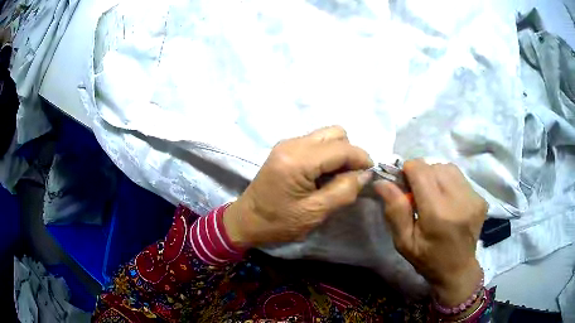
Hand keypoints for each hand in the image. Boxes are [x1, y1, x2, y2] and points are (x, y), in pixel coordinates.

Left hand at [224, 126, 372, 247]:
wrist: (247, 220)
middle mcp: (292, 143)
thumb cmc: (279, 222)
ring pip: (327, 135)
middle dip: (350, 152)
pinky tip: (322, 174)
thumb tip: (365, 174)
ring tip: (336, 176)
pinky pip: (315, 142)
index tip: (370, 175)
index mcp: (298, 160)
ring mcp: (287, 143)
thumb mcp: (315, 212)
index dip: (361, 159)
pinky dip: (327, 154)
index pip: (342, 148)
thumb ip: (344, 190)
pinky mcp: (285, 148)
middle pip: (336, 132)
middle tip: (350, 177)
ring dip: (339, 152)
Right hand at [374, 159, 486, 305]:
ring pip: (448, 168)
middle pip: (434, 166)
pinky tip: (448, 200)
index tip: (404, 184)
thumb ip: (395, 211)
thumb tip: (382, 182)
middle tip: (418, 194)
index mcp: (437, 213)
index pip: (420, 170)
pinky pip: (460, 177)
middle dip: (422, 174)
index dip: (408, 171)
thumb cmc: (428, 259)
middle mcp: (458, 200)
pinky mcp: (481, 198)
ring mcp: (473, 198)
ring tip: (434, 195)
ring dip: (436, 176)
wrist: (458, 269)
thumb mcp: (404, 242)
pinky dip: (449, 182)